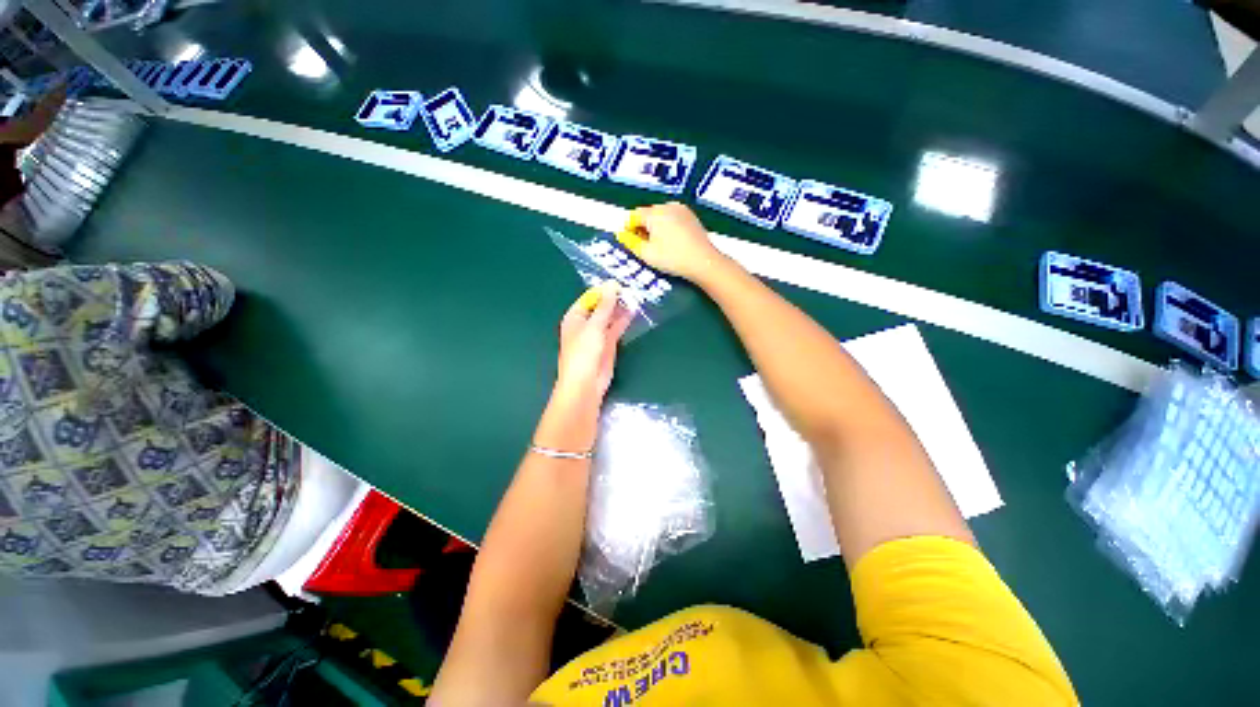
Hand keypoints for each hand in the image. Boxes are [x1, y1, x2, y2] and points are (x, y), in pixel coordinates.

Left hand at [556, 281, 633, 403]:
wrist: (585, 384)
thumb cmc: (583, 353)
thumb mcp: (594, 326)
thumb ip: (605, 306)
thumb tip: (612, 285)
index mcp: (574, 317)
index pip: (589, 298)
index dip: (603, 290)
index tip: (619, 283)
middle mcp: (585, 324)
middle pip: (600, 307)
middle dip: (613, 299)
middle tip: (630, 289)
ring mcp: (597, 335)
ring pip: (609, 318)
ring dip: (620, 309)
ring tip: (634, 297)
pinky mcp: (608, 345)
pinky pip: (616, 329)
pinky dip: (624, 321)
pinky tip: (633, 311)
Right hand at [630, 202, 725, 280]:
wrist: (703, 262)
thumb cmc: (672, 258)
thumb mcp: (647, 254)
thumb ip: (631, 243)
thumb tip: (621, 234)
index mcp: (655, 213)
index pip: (634, 216)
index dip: (628, 229)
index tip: (629, 242)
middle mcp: (668, 206)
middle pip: (648, 214)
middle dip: (642, 228)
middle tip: (643, 247)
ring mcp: (682, 210)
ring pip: (661, 216)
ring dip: (655, 228)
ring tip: (657, 246)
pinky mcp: (691, 217)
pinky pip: (673, 219)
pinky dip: (668, 228)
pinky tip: (671, 243)